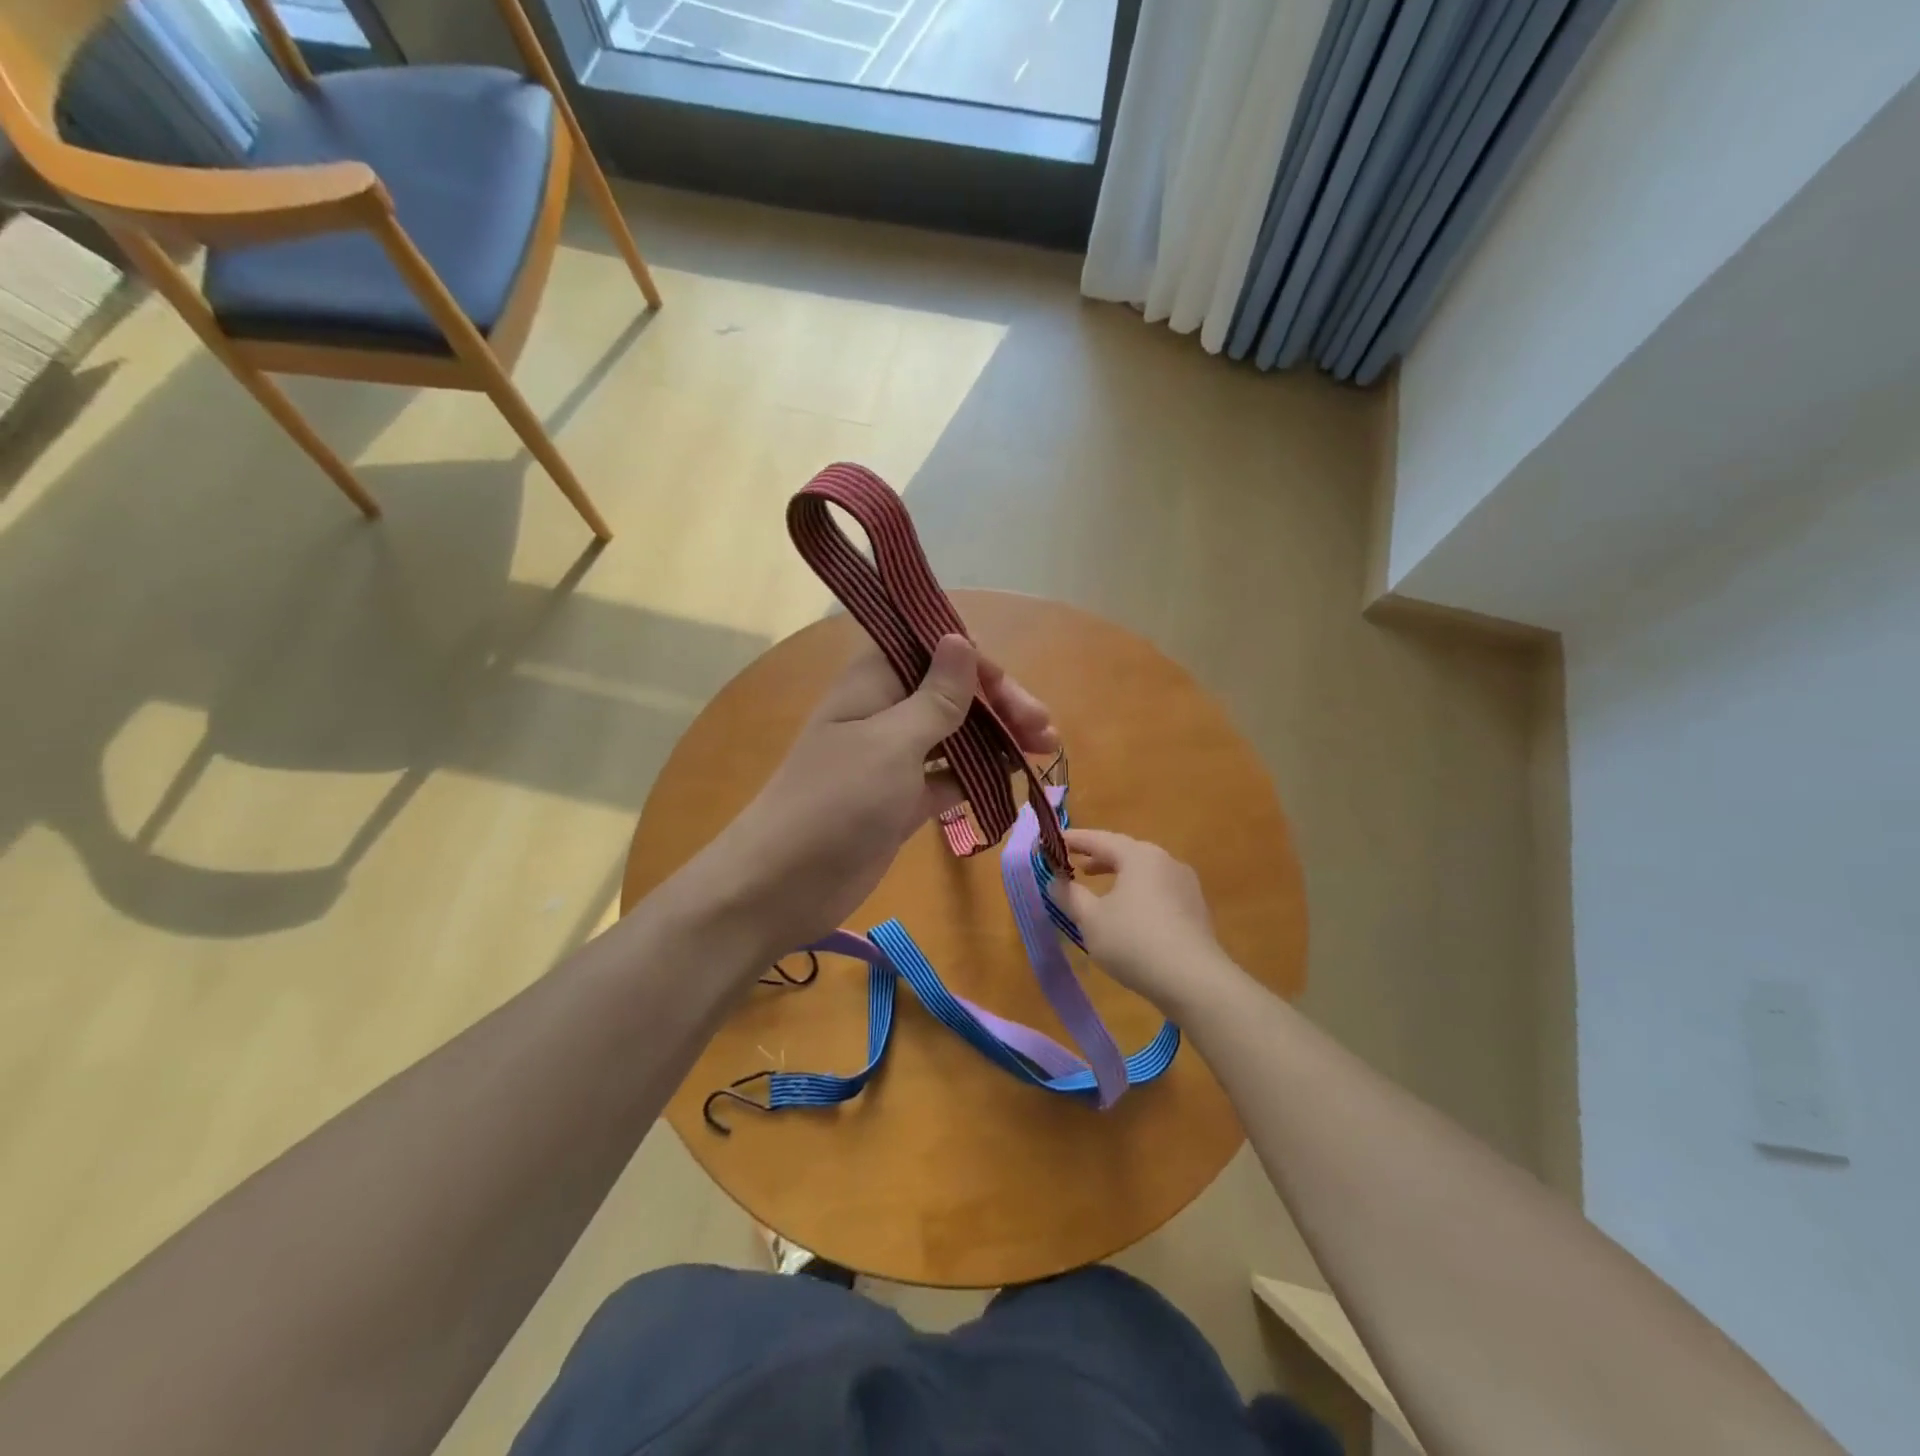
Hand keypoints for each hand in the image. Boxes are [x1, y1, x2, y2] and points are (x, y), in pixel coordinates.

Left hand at [681, 634, 1056, 967]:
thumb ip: (935, 696)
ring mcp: (895, 757)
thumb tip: (961, 638)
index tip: (1009, 691)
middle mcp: (887, 711)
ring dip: (998, 739)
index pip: (932, 648)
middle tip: (1045, 731)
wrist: (783, 884)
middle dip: (1000, 705)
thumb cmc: (836, 802)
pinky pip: (949, 776)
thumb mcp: (892, 743)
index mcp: (875, 681)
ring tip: (1044, 753)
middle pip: (953, 692)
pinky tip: (1013, 781)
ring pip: (957, 734)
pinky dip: (979, 776)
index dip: (975, 661)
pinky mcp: (903, 798)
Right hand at [1053, 830, 1241, 1016]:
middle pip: (1125, 852)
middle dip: (1097, 858)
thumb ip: (1070, 895)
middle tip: (1074, 866)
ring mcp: (1185, 885)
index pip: (1099, 839)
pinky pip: (1159, 891)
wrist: (1194, 981)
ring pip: (1144, 872)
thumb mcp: (1090, 919)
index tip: (1051, 842)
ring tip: (1100, 890)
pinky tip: (1129, 915)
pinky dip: (1137, 893)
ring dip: (1118, 877)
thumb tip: (1055, 880)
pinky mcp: (1196, 910)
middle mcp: (1166, 861)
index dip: (1073, 840)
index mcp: (1140, 856)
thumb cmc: (1134, 942)